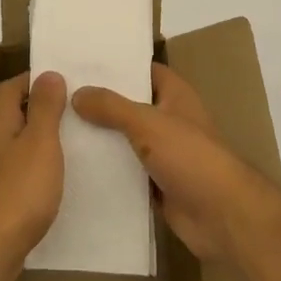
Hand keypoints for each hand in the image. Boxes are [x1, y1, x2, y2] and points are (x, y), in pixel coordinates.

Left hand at [0, 71, 66, 277]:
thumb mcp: (39, 143)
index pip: (11, 87)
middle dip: (42, 108)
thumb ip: (44, 109)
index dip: (35, 79)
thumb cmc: (17, 191)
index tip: (66, 79)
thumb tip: (48, 74)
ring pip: (18, 145)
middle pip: (14, 115)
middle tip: (78, 109)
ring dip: (42, 140)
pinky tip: (59, 180)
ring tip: (77, 141)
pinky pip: (20, 173)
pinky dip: (39, 169)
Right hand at [73, 64, 280, 267]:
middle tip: (59, 96)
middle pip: (130, 106)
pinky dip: (107, 170)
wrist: (223, 217)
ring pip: (125, 140)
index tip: (80, 64)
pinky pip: (126, 172)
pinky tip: (73, 167)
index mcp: (175, 96)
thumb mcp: (147, 123)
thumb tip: (77, 93)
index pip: (143, 71)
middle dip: (100, 103)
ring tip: (57, 128)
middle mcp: (169, 121)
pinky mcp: (157, 185)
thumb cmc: (191, 157)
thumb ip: (111, 107)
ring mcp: (164, 155)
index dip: (117, 66)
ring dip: (100, 138)